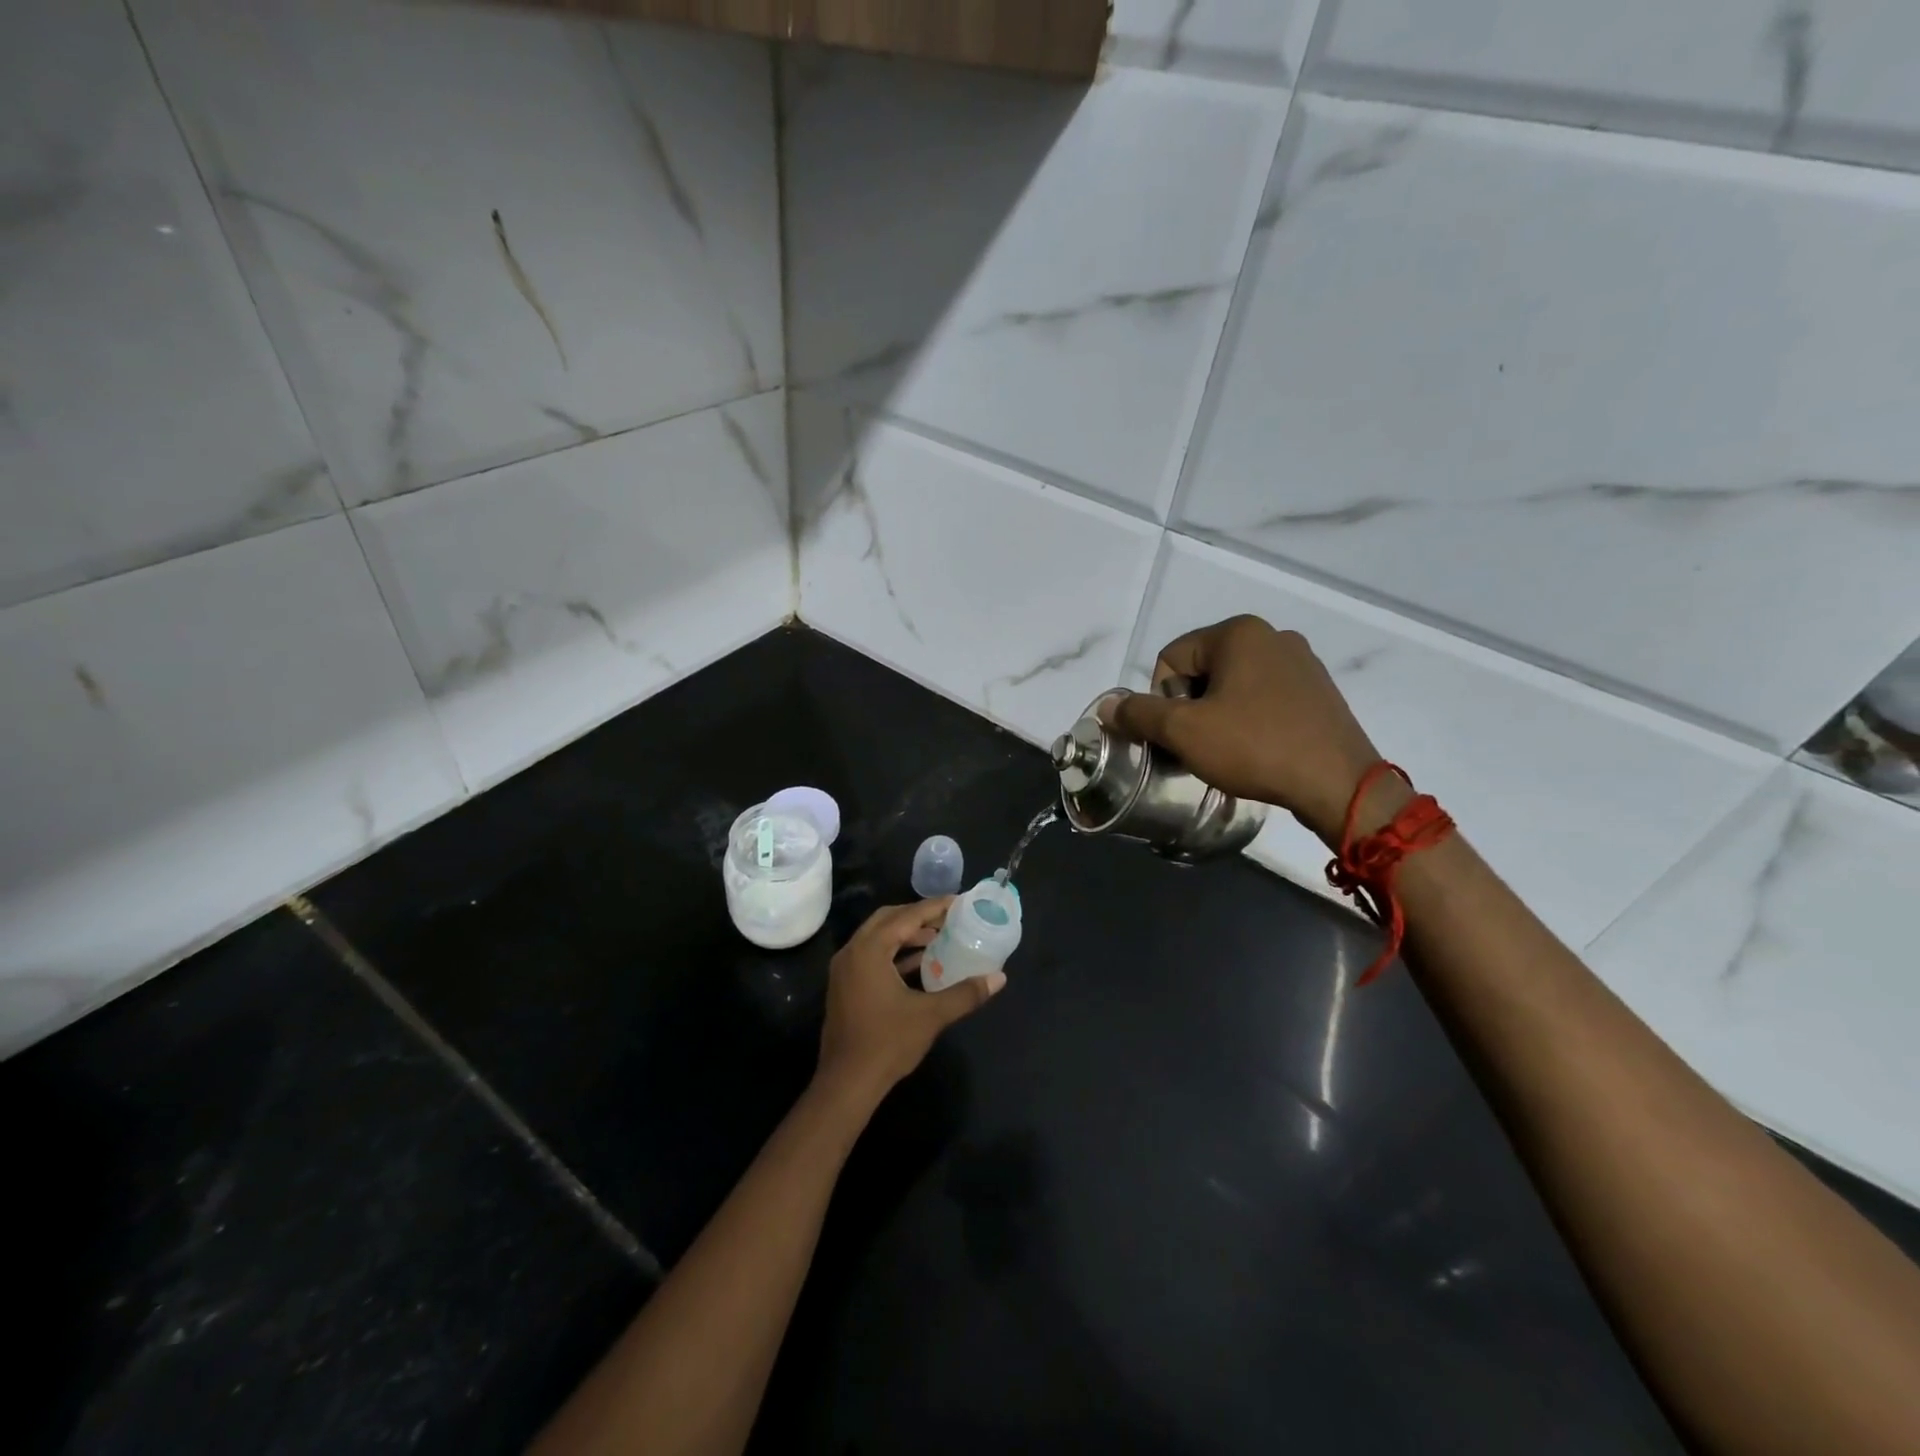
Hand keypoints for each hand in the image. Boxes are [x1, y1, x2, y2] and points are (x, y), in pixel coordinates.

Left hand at [815, 900, 1003, 1107]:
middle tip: (948, 919)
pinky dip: (894, 952)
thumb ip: (965, 993)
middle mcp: (852, 951)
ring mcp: (845, 969)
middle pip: (888, 919)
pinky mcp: (845, 986)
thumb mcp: (931, 1016)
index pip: (906, 916)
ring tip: (938, 939)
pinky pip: (871, 955)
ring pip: (878, 937)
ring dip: (906, 934)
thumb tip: (999, 978)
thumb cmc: (887, 1043)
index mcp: (869, 950)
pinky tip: (919, 964)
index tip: (959, 902)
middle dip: (918, 916)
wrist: (846, 1084)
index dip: (934, 907)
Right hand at [1109, 615, 1382, 842]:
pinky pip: (1265, 698)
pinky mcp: (1319, 691)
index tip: (1183, 732)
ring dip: (1219, 715)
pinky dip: (1250, 720)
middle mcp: (1272, 635)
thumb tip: (1108, 707)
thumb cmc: (1255, 747)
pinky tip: (1258, 749)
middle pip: (1202, 669)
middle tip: (1202, 744)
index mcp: (1239, 632)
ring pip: (1234, 685)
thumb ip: (1139, 714)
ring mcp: (1302, 662)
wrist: (1339, 785)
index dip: (1164, 699)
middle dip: (1192, 707)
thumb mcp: (1184, 731)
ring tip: (1230, 751)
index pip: (1171, 657)